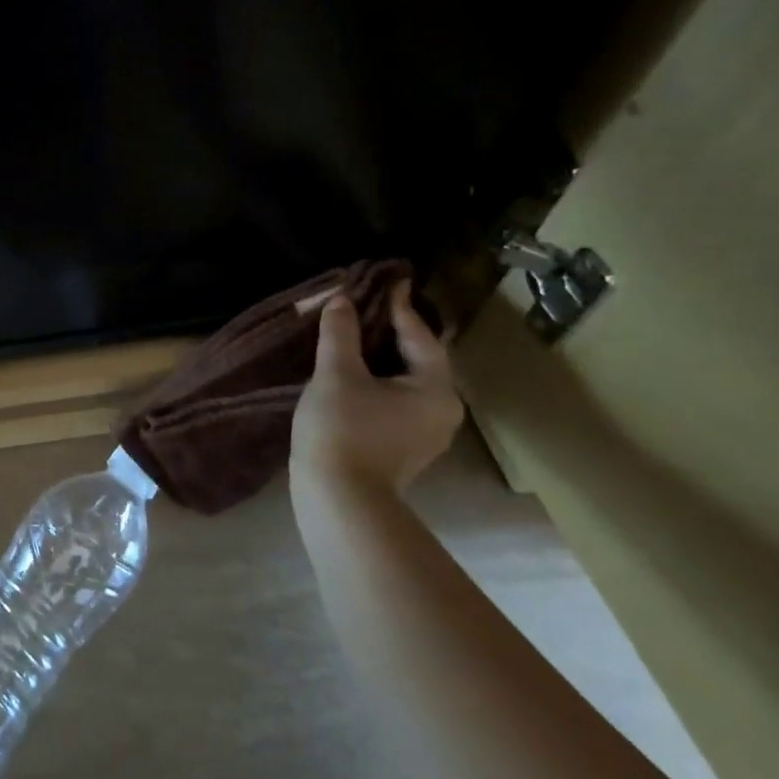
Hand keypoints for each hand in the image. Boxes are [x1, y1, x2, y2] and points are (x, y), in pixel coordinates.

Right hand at [291, 281, 463, 494]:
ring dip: (382, 355)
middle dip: (392, 331)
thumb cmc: (343, 429)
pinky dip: (378, 378)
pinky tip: (353, 370)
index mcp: (435, 390)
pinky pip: (395, 398)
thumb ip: (341, 333)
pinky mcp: (403, 446)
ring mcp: (424, 432)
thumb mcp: (337, 373)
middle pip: (418, 358)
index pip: (421, 336)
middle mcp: (441, 410)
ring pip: (406, 380)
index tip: (391, 280)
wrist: (339, 498)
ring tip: (357, 332)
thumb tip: (342, 300)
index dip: (400, 306)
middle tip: (369, 303)